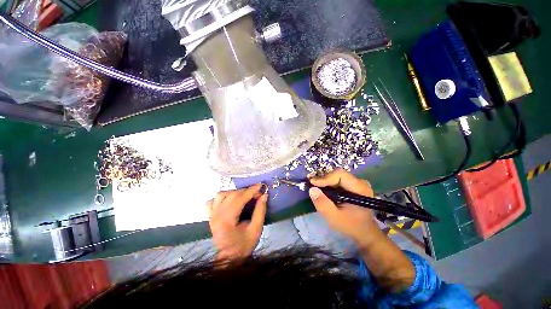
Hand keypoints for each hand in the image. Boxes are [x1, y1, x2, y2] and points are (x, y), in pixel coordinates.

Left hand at [207, 184, 267, 260]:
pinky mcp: (210, 216)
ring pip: (221, 194)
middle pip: (231, 195)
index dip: (251, 191)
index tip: (261, 186)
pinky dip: (221, 197)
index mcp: (227, 220)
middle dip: (246, 191)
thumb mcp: (256, 229)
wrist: (229, 259)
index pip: (239, 199)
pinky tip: (229, 200)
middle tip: (256, 194)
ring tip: (244, 196)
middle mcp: (216, 215)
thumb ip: (260, 211)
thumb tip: (264, 195)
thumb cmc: (244, 246)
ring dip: (234, 192)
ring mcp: (212, 215)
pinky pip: (212, 201)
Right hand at [308, 169, 378, 244]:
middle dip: (323, 179)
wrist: (364, 232)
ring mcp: (357, 183)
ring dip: (325, 182)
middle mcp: (360, 182)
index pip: (340, 175)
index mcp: (360, 189)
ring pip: (337, 176)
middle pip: (338, 174)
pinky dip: (328, 184)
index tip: (313, 184)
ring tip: (315, 186)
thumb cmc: (351, 226)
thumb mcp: (335, 218)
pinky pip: (338, 180)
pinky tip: (322, 189)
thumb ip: (323, 204)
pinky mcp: (353, 186)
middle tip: (311, 184)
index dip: (325, 178)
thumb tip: (312, 189)